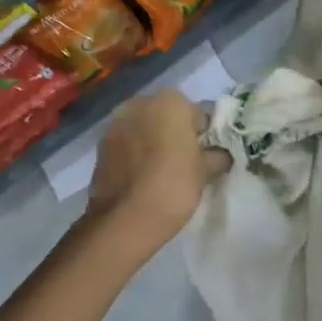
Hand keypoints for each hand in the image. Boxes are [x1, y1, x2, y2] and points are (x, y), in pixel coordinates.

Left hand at [86, 88, 227, 246]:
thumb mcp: (207, 171)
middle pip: (167, 115)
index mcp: (171, 101)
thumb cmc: (174, 186)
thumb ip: (218, 155)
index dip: (205, 135)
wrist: (126, 219)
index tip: (206, 155)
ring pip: (144, 128)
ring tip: (161, 170)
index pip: (198, 113)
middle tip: (186, 162)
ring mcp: (116, 123)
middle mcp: (140, 103)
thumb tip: (221, 154)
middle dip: (176, 133)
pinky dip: (134, 153)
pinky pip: (126, 143)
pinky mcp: (100, 145)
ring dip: (153, 141)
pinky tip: (142, 176)